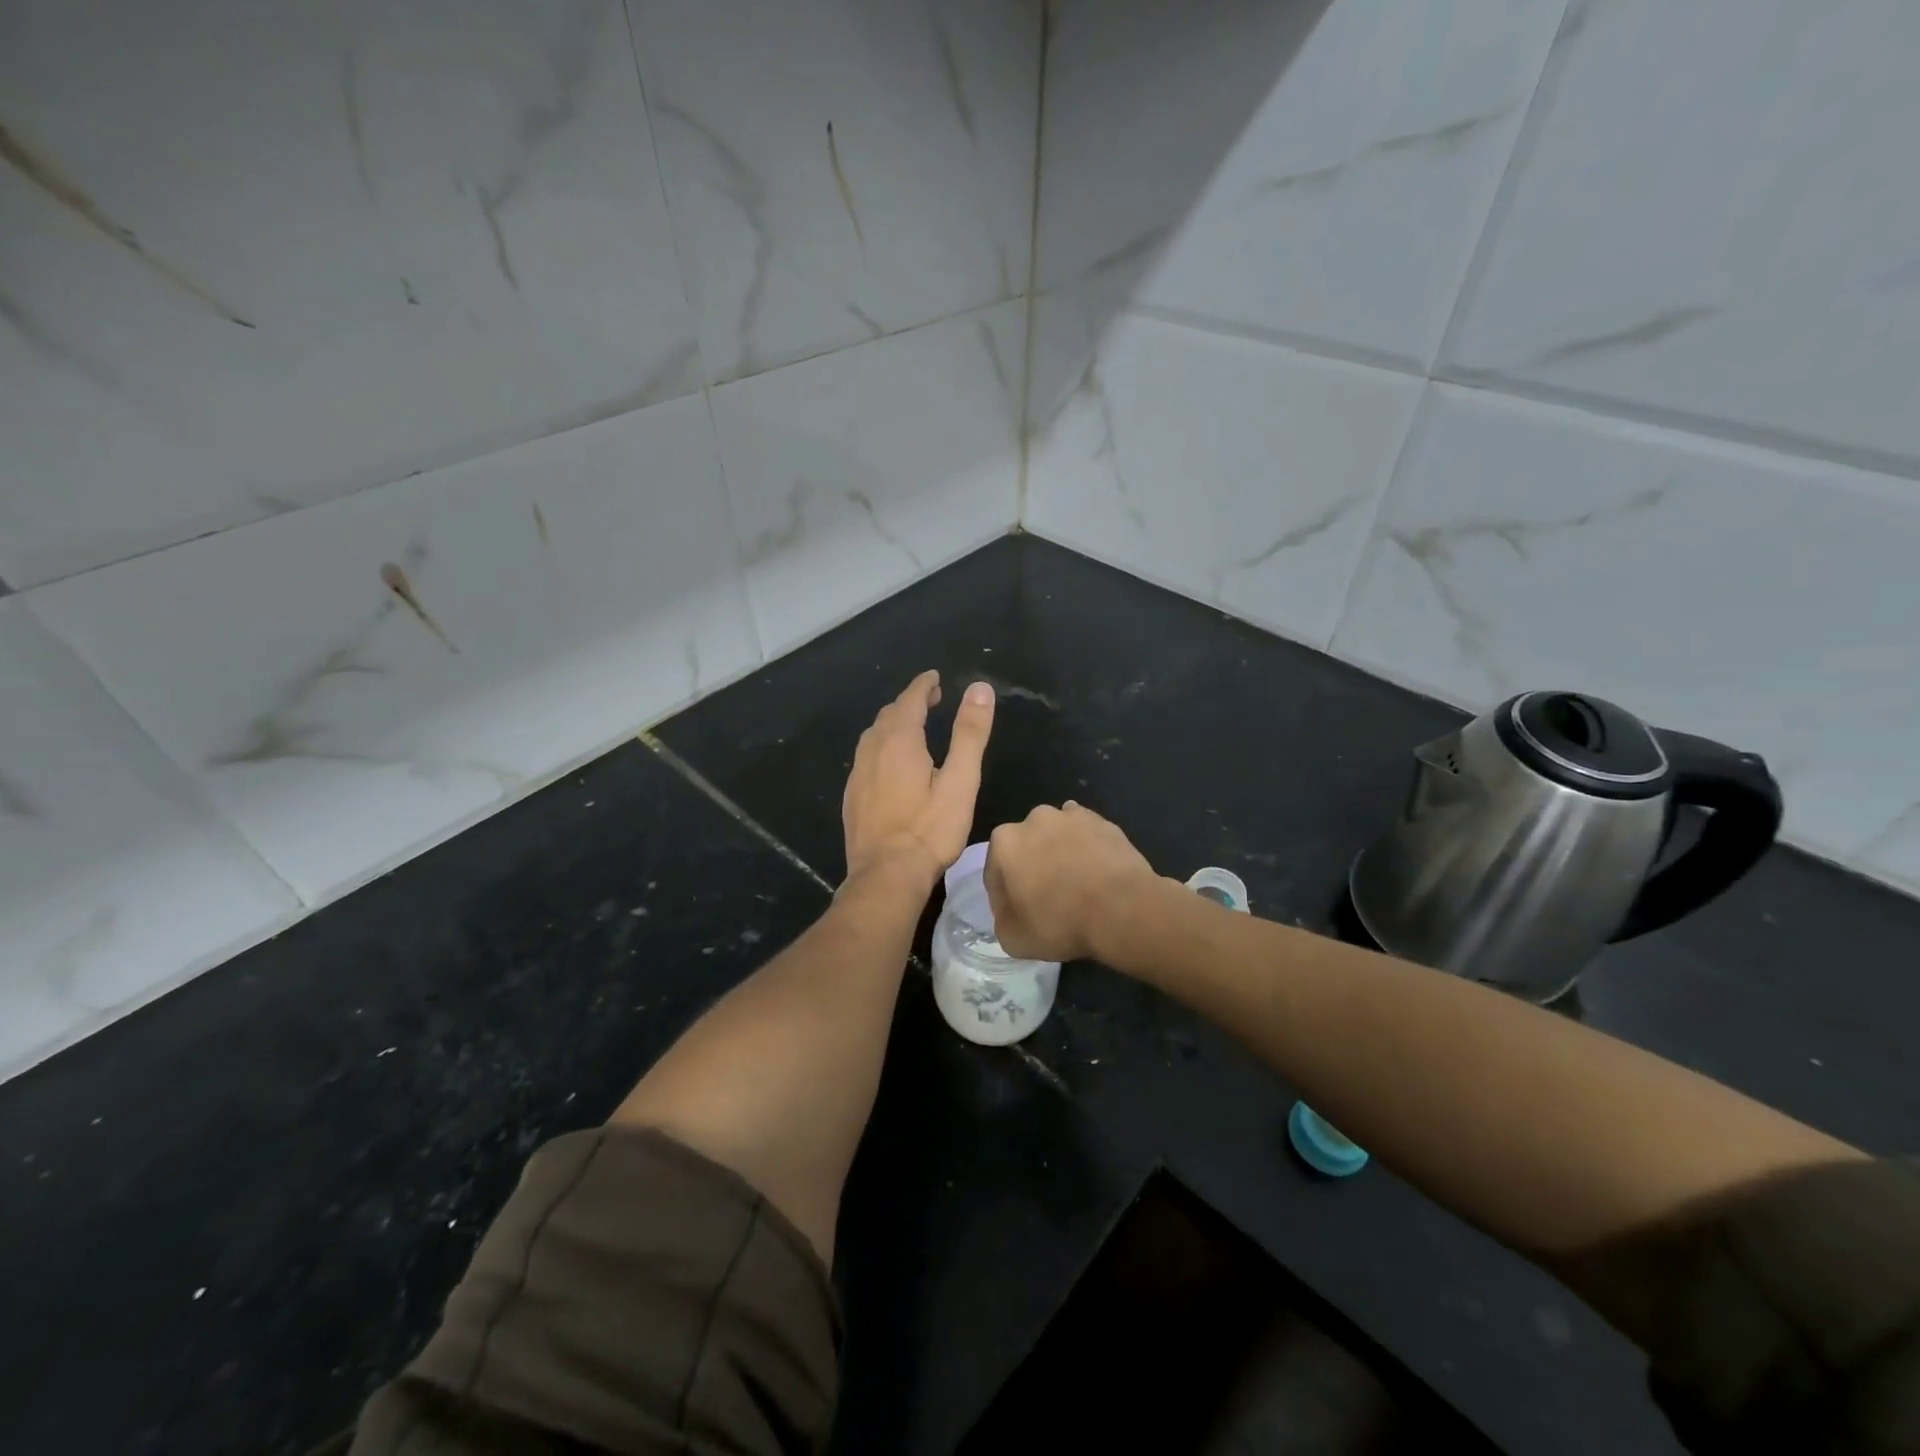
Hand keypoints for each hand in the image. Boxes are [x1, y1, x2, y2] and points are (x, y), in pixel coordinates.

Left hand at [842, 670, 995, 884]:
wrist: (886, 876)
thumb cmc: (930, 829)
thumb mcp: (961, 780)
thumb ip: (970, 734)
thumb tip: (979, 689)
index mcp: (899, 740)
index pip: (910, 699)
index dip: (924, 685)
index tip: (934, 678)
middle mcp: (872, 750)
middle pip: (889, 714)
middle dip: (910, 702)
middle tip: (931, 700)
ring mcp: (858, 774)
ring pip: (873, 736)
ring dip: (893, 724)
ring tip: (912, 727)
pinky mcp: (852, 797)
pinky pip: (865, 758)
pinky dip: (881, 747)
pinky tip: (890, 764)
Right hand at [985, 802, 1162, 962]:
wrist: (1122, 910)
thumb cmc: (1060, 923)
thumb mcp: (1013, 939)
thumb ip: (1002, 919)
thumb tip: (1011, 911)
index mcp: (1005, 842)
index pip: (995, 872)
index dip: (1003, 897)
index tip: (1018, 915)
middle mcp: (1034, 819)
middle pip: (1025, 847)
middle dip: (1030, 868)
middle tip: (1046, 899)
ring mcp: (1071, 816)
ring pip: (1056, 837)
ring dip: (1058, 854)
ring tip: (1074, 885)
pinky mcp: (1102, 821)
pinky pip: (1085, 835)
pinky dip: (1086, 849)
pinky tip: (1094, 872)